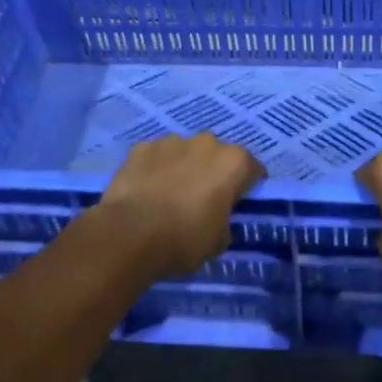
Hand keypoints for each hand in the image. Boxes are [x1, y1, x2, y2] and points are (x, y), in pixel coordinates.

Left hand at [97, 134, 265, 278]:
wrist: (129, 234)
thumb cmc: (184, 239)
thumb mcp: (219, 241)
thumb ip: (225, 219)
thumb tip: (218, 215)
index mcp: (233, 162)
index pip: (252, 170)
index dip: (247, 187)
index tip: (238, 204)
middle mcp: (207, 142)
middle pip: (217, 155)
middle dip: (213, 172)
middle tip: (202, 200)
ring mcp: (172, 141)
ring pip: (185, 152)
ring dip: (183, 167)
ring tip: (170, 195)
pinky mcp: (142, 146)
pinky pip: (157, 156)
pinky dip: (156, 168)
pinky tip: (147, 190)